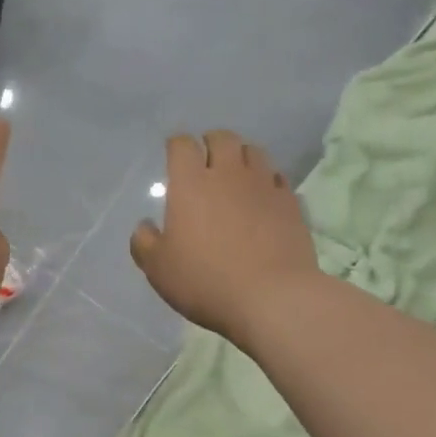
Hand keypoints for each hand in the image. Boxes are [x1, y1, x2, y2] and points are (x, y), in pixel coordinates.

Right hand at [130, 130, 318, 341]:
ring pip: (254, 152)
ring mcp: (264, 186)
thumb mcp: (158, 268)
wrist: (271, 298)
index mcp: (191, 184)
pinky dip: (266, 180)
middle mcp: (228, 175)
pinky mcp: (290, 203)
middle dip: (210, 143)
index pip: (182, 145)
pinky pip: (277, 178)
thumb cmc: (204, 280)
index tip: (173, 155)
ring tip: (234, 174)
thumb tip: (144, 226)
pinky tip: (261, 196)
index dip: (176, 145)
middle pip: (222, 138)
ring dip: (240, 156)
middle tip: (204, 161)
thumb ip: (144, 243)